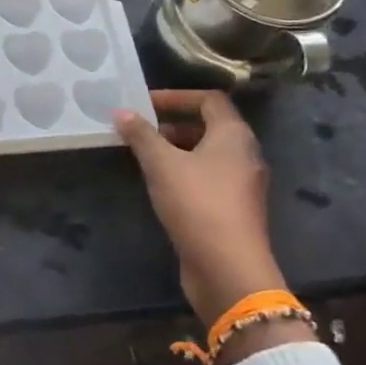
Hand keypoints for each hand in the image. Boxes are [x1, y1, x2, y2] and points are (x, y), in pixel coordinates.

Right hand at [113, 89, 287, 326]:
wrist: (228, 267)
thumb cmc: (197, 204)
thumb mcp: (161, 164)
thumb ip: (141, 135)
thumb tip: (121, 112)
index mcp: (234, 135)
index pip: (209, 100)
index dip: (176, 96)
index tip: (144, 104)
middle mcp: (245, 154)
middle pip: (209, 126)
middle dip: (172, 124)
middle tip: (139, 130)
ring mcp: (242, 184)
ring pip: (208, 155)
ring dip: (176, 150)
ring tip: (143, 157)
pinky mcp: (234, 209)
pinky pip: (208, 178)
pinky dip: (184, 173)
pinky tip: (160, 185)